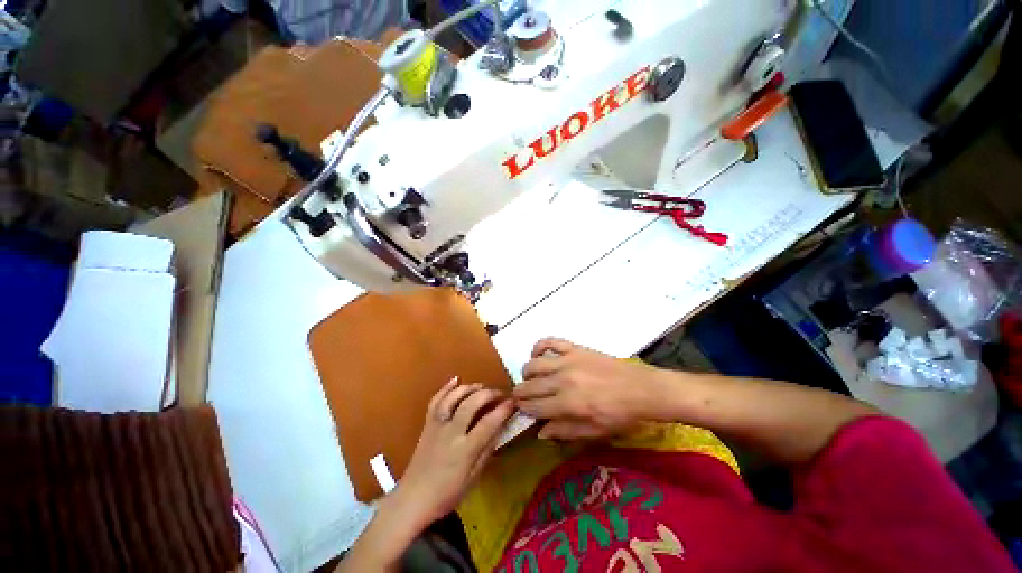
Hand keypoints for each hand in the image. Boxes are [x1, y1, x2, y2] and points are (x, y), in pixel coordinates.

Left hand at [390, 379, 514, 527]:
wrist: (413, 499)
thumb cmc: (447, 494)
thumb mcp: (473, 478)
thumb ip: (487, 451)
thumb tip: (500, 428)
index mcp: (465, 450)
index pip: (488, 423)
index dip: (502, 410)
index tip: (513, 402)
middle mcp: (451, 432)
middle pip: (471, 404)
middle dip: (488, 394)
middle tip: (500, 393)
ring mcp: (437, 426)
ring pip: (453, 398)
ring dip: (469, 388)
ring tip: (481, 386)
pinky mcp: (427, 424)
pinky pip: (435, 401)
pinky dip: (446, 388)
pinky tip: (456, 379)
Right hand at [513, 338, 664, 439]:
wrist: (641, 389)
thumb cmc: (619, 415)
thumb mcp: (595, 432)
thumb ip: (565, 431)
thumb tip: (540, 431)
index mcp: (568, 404)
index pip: (534, 407)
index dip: (523, 409)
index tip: (520, 408)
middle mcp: (563, 380)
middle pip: (530, 386)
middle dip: (520, 393)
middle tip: (521, 396)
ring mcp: (568, 361)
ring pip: (533, 364)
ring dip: (527, 373)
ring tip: (531, 378)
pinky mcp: (575, 348)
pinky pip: (550, 342)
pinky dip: (539, 346)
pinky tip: (537, 354)